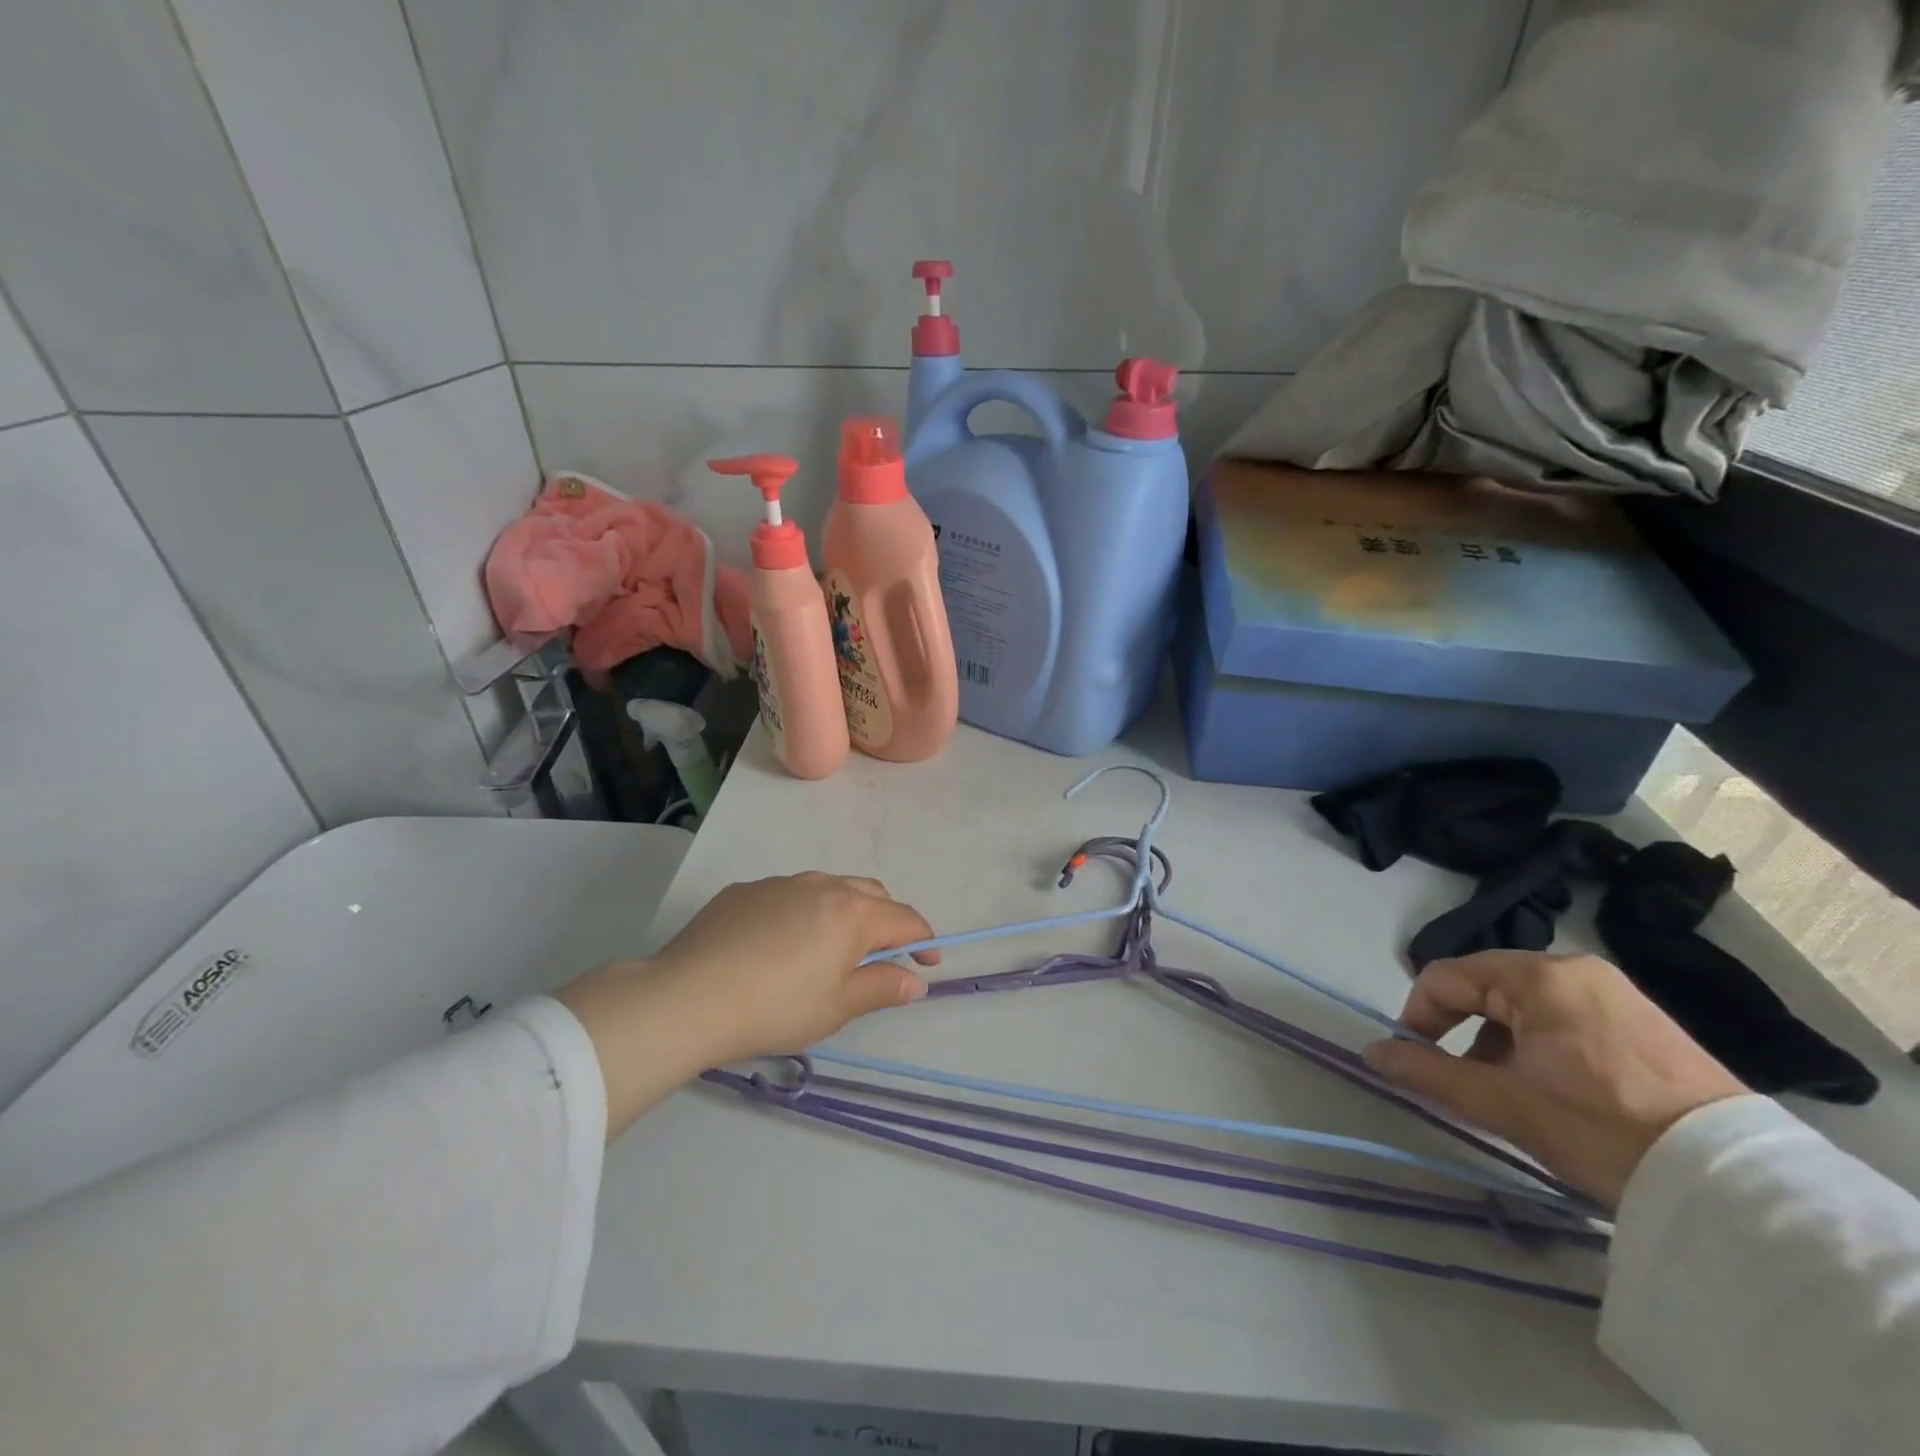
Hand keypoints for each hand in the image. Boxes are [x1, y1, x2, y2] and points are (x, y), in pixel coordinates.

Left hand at [639, 872, 938, 1063]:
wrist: (687, 997)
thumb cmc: (775, 1008)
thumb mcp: (837, 1008)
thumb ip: (882, 988)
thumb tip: (915, 981)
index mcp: (852, 911)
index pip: (904, 919)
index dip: (923, 941)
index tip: (927, 965)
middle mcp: (822, 884)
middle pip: (871, 894)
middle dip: (886, 921)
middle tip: (880, 958)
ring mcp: (781, 882)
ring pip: (829, 889)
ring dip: (843, 913)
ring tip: (828, 950)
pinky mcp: (745, 890)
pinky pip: (788, 895)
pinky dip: (801, 913)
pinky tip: (778, 946)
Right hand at [1363, 950, 1747, 1207]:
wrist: (1740, 1188)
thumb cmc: (1602, 1130)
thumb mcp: (1504, 1104)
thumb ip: (1429, 1072)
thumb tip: (1371, 1052)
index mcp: (1539, 976)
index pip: (1447, 977)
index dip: (1417, 1015)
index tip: (1413, 1059)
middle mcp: (1576, 970)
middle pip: (1486, 987)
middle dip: (1461, 1031)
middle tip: (1460, 1080)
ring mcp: (1616, 994)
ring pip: (1526, 1006)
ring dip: (1498, 1042)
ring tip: (1507, 1094)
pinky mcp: (1646, 1024)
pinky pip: (1566, 1019)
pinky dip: (1539, 1047)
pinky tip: (1553, 1092)